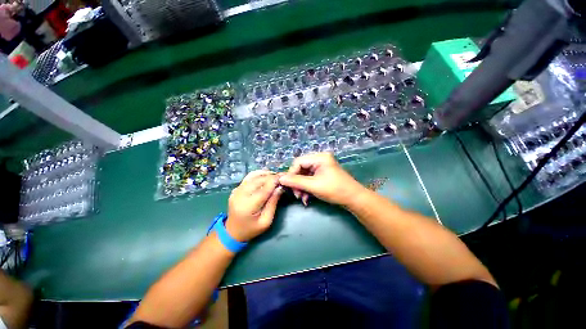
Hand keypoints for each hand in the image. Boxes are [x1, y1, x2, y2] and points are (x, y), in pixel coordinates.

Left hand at [226, 170, 283, 241]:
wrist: (232, 231)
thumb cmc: (251, 229)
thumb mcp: (266, 221)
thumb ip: (273, 203)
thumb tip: (280, 188)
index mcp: (248, 205)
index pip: (264, 188)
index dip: (275, 181)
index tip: (285, 177)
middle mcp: (240, 194)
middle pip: (259, 180)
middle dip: (272, 176)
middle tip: (283, 176)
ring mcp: (237, 190)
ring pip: (254, 176)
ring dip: (266, 174)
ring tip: (276, 177)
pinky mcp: (237, 188)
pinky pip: (249, 177)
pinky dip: (259, 174)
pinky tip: (266, 176)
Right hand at [279, 152, 366, 206]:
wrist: (353, 199)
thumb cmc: (335, 190)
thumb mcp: (313, 186)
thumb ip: (296, 181)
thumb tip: (280, 178)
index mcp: (319, 157)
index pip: (298, 162)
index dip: (291, 173)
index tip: (287, 186)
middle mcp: (319, 159)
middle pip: (301, 169)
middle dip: (297, 183)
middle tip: (296, 194)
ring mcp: (321, 167)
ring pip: (304, 176)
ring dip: (301, 187)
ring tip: (301, 198)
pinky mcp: (322, 175)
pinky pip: (310, 180)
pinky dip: (306, 189)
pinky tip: (306, 198)